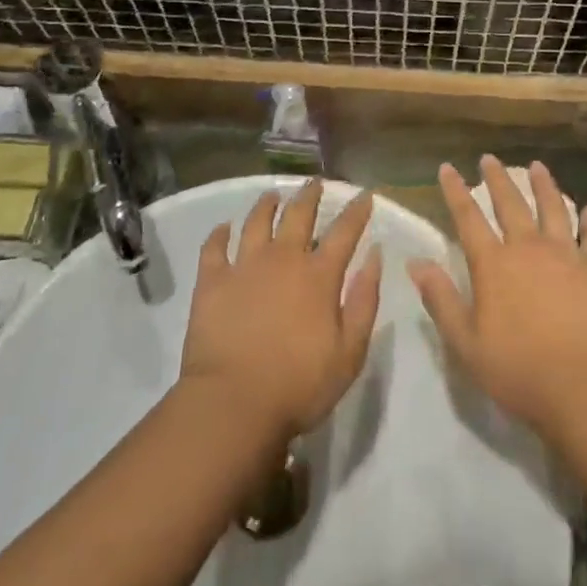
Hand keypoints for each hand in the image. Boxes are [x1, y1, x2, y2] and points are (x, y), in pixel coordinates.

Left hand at [181, 180, 382, 439]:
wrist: (233, 403)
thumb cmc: (299, 385)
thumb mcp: (350, 351)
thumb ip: (365, 300)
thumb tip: (375, 255)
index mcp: (319, 275)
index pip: (345, 231)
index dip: (357, 210)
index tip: (365, 193)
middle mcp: (283, 258)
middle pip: (298, 214)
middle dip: (310, 194)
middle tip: (315, 182)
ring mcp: (244, 266)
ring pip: (256, 221)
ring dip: (266, 204)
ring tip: (272, 194)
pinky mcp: (212, 281)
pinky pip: (214, 247)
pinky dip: (219, 234)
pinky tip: (223, 227)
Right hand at [408, 156, 586, 439]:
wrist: (584, 386)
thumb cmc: (518, 369)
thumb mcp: (466, 342)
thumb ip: (441, 299)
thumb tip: (416, 262)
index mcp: (493, 264)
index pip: (468, 218)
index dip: (455, 191)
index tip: (448, 168)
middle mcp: (527, 248)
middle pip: (510, 204)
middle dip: (497, 179)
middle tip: (490, 158)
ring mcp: (565, 254)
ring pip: (552, 208)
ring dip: (544, 185)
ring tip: (538, 166)